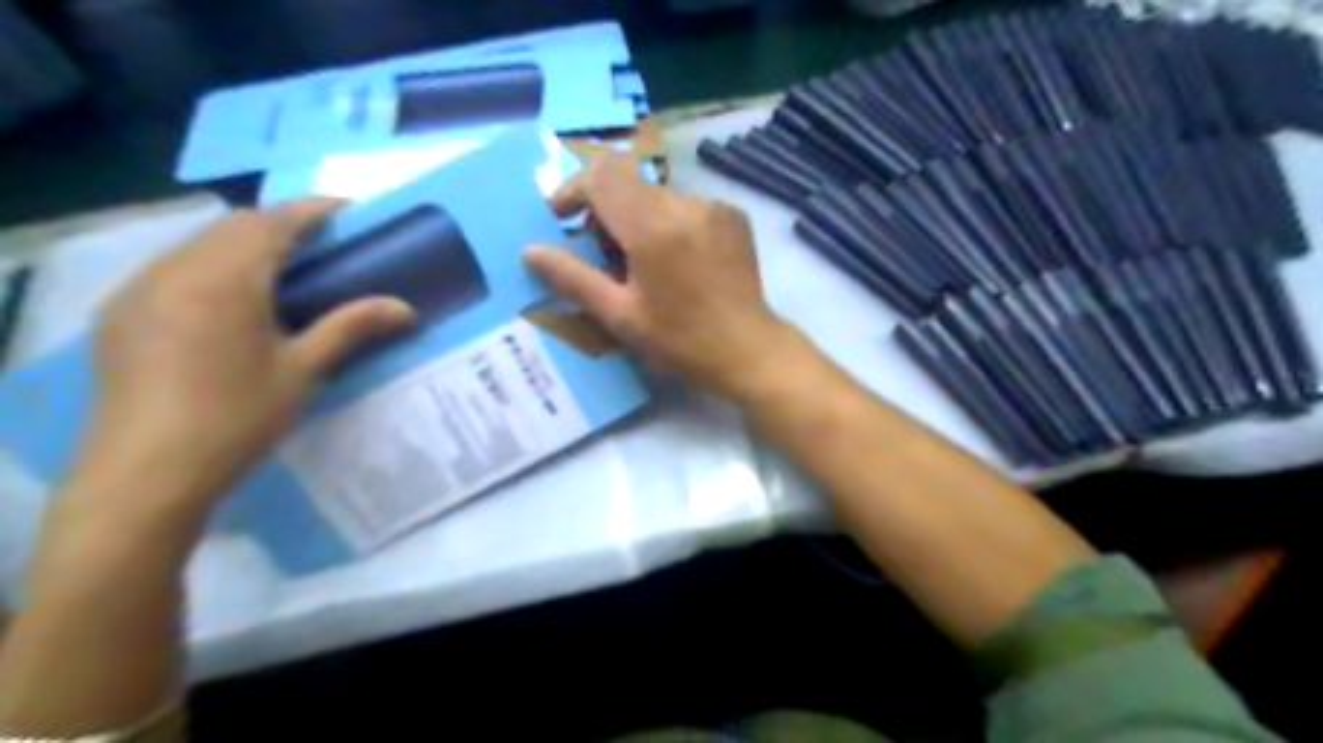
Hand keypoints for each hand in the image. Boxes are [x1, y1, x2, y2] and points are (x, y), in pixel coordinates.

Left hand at [85, 194, 412, 511]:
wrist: (145, 473)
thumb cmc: (237, 418)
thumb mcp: (303, 370)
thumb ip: (351, 327)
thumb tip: (405, 308)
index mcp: (224, 280)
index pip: (273, 222)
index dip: (313, 210)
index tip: (349, 211)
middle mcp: (174, 270)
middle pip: (233, 226)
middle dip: (280, 224)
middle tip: (324, 243)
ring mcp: (139, 289)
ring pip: (198, 244)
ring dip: (243, 243)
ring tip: (283, 267)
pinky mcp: (121, 313)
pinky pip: (172, 268)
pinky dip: (211, 265)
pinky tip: (231, 299)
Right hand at [525, 150, 795, 400]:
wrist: (749, 350)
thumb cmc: (681, 340)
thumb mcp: (620, 316)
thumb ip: (573, 278)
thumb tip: (530, 251)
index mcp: (653, 225)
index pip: (601, 174)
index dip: (572, 190)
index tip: (561, 220)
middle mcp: (685, 202)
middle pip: (628, 182)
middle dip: (603, 209)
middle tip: (599, 254)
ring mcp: (714, 206)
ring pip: (656, 195)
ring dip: (635, 218)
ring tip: (638, 263)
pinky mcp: (732, 215)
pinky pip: (685, 205)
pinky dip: (666, 223)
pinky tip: (673, 261)